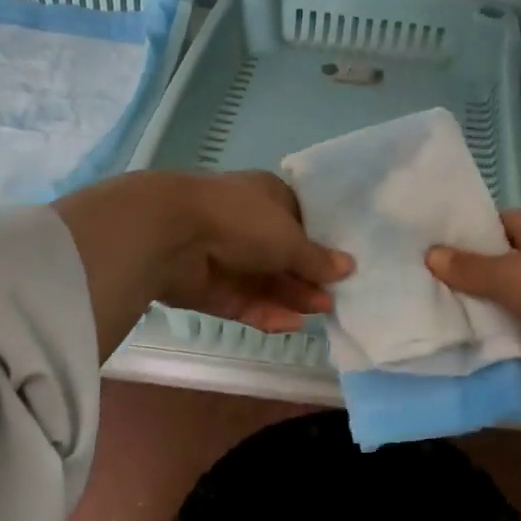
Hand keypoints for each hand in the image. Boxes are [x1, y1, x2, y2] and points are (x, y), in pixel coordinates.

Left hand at [155, 172, 352, 333]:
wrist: (171, 234)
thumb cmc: (240, 220)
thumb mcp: (289, 237)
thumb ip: (317, 258)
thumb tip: (348, 267)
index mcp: (266, 197)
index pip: (300, 220)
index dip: (321, 243)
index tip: (344, 266)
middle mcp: (247, 225)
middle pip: (284, 256)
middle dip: (308, 277)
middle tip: (335, 296)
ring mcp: (227, 258)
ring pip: (265, 282)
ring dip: (292, 296)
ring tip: (321, 311)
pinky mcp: (211, 289)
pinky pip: (244, 302)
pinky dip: (266, 311)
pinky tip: (291, 323)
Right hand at [427, 210, 520, 444]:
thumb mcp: (509, 273)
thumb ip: (468, 267)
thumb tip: (430, 255)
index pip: (489, 222)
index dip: (459, 231)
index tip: (422, 242)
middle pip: (490, 262)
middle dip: (458, 274)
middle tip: (411, 280)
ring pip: (496, 299)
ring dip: (470, 308)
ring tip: (421, 311)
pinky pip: (506, 329)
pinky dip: (486, 335)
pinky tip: (449, 339)